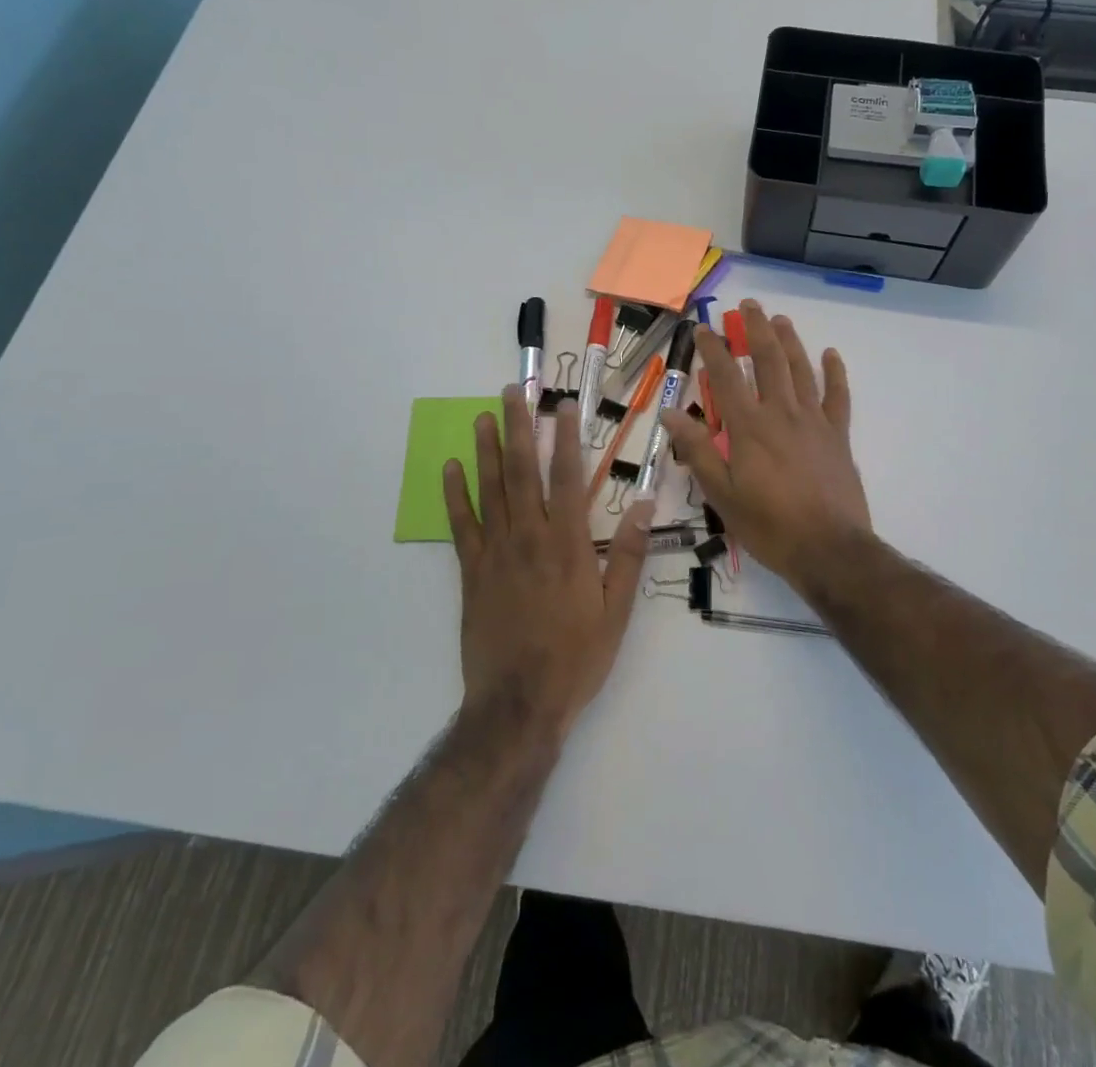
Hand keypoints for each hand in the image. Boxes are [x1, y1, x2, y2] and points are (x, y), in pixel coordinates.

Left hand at [444, 387, 653, 740]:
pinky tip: (450, 469)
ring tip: (481, 416)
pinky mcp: (472, 573)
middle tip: (512, 392)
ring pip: (489, 490)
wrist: (519, 704)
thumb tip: (645, 506)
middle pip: (521, 472)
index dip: (565, 439)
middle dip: (517, 428)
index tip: (562, 406)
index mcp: (567, 545)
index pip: (566, 479)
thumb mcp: (616, 612)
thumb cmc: (575, 658)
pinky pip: (461, 526)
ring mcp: (496, 554)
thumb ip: (628, 556)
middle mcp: (529, 538)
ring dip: (485, 450)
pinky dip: (455, 495)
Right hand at [664, 300, 872, 590]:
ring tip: (780, 319)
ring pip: (801, 369)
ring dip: (789, 341)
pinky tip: (831, 354)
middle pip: (768, 359)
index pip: (726, 375)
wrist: (829, 548)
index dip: (712, 348)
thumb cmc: (768, 525)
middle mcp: (781, 412)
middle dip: (756, 329)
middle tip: (749, 306)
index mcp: (749, 426)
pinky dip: (834, 372)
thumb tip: (670, 413)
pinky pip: (838, 396)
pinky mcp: (838, 435)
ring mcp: (814, 420)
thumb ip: (697, 450)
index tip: (702, 328)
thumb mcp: (721, 494)